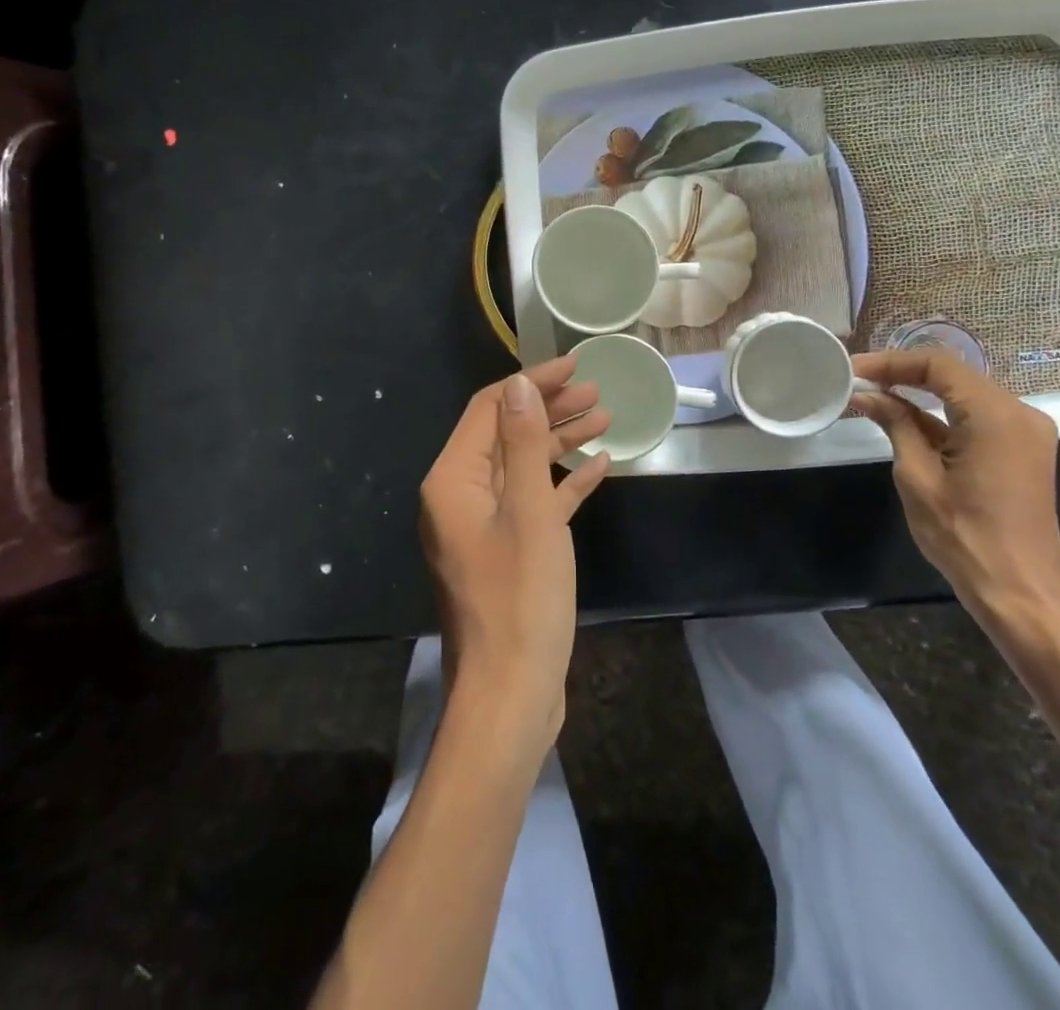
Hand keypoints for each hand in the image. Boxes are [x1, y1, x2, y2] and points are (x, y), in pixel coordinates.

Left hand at [419, 358, 610, 749]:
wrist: (511, 694)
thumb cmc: (520, 598)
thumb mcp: (529, 512)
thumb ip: (522, 442)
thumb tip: (520, 384)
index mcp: (454, 480)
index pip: (491, 408)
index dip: (532, 382)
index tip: (575, 365)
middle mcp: (461, 495)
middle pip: (506, 433)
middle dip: (550, 408)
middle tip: (597, 392)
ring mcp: (483, 525)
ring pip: (522, 466)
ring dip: (560, 441)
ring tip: (606, 418)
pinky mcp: (506, 551)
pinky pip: (533, 502)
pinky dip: (562, 483)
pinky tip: (599, 468)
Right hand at [850, 349, 1059, 620]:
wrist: (1019, 593)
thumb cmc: (963, 536)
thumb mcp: (917, 476)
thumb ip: (896, 425)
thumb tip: (866, 395)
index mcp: (996, 415)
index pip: (938, 364)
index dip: (891, 362)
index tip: (853, 369)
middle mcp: (1019, 413)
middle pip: (953, 375)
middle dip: (902, 374)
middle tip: (858, 380)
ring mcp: (1025, 433)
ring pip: (963, 394)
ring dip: (919, 393)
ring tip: (872, 394)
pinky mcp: (1021, 451)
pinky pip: (976, 417)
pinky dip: (940, 415)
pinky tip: (903, 418)